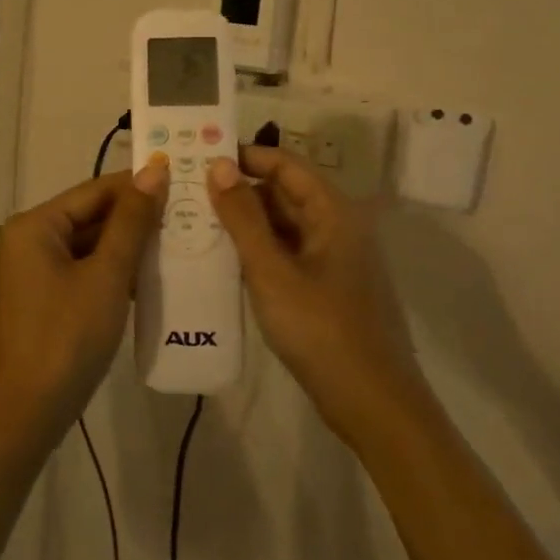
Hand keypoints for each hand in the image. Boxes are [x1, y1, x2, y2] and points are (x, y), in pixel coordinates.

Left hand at [0, 157, 167, 436]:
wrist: (27, 412)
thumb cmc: (66, 336)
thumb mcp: (106, 276)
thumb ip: (131, 222)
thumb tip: (154, 169)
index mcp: (34, 225)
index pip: (94, 190)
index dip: (138, 186)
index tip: (183, 181)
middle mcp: (27, 240)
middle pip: (89, 216)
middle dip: (136, 218)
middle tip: (189, 214)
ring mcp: (32, 271)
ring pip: (88, 245)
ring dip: (128, 246)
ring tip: (179, 241)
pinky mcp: (42, 299)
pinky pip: (82, 271)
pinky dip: (112, 272)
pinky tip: (150, 276)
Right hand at [207, 146, 420, 433]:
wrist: (372, 403)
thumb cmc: (321, 330)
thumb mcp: (271, 271)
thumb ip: (243, 217)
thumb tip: (218, 165)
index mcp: (334, 212)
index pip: (285, 164)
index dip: (244, 156)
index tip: (199, 156)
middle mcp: (337, 227)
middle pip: (284, 193)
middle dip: (238, 190)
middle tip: (187, 192)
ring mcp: (333, 259)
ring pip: (283, 225)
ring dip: (244, 222)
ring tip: (193, 221)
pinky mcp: (325, 287)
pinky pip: (286, 253)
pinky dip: (256, 250)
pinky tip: (221, 259)